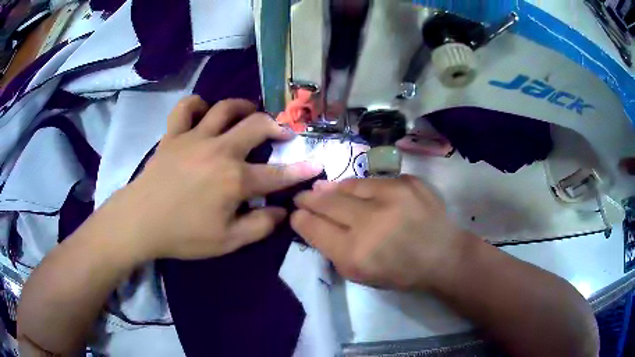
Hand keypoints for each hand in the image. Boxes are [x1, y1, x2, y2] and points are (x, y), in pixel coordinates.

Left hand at [97, 96, 322, 261]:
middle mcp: (219, 150)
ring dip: (242, 107)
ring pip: (224, 108)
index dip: (300, 170)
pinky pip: (186, 108)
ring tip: (249, 114)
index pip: (277, 174)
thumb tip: (282, 211)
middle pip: (255, 125)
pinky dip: (197, 105)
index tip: (317, 164)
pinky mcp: (173, 135)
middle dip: (276, 127)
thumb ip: (260, 226)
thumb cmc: (184, 235)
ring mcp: (194, 137)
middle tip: (282, 134)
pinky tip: (203, 113)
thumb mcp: (227, 242)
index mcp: (234, 179)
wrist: (141, 222)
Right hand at [291, 175, 468, 289]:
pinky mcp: (407, 182)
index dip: (300, 219)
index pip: (313, 228)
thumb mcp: (361, 275)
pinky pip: (373, 180)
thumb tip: (314, 223)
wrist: (442, 255)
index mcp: (355, 253)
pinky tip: (358, 191)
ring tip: (323, 188)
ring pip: (348, 185)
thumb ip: (334, 250)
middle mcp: (370, 221)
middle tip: (302, 196)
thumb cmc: (400, 272)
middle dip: (309, 198)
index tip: (296, 214)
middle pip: (326, 202)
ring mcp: (391, 196)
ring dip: (332, 188)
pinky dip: (361, 187)